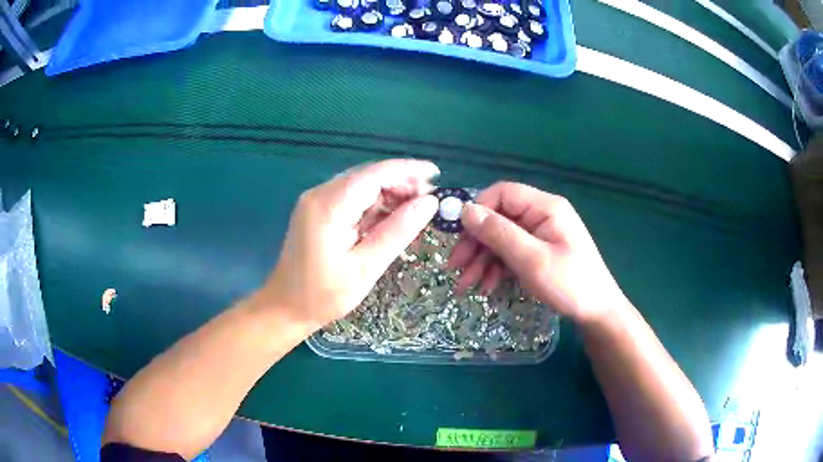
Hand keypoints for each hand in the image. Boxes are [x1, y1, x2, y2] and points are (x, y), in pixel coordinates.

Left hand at [256, 159, 439, 331]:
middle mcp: (320, 194)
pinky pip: (351, 198)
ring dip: (389, 193)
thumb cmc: (324, 295)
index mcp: (329, 206)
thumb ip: (398, 232)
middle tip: (429, 200)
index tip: (436, 174)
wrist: (285, 307)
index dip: (407, 170)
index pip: (375, 174)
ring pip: (361, 185)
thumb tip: (429, 202)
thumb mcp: (366, 267)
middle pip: (368, 175)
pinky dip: (374, 204)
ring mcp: (316, 201)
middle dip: (401, 182)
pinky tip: (391, 217)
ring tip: (416, 210)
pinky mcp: (317, 211)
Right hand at [448, 182, 623, 323]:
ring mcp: (540, 235)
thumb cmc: (570, 284)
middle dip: (475, 244)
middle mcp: (541, 216)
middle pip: (499, 219)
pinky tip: (488, 287)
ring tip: (466, 286)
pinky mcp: (539, 252)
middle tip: (455, 268)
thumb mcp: (532, 260)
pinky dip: (497, 269)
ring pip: (501, 240)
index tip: (459, 235)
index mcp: (545, 208)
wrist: (597, 312)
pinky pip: (511, 254)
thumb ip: (499, 234)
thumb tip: (466, 211)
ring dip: (482, 261)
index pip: (502, 193)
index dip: (478, 210)